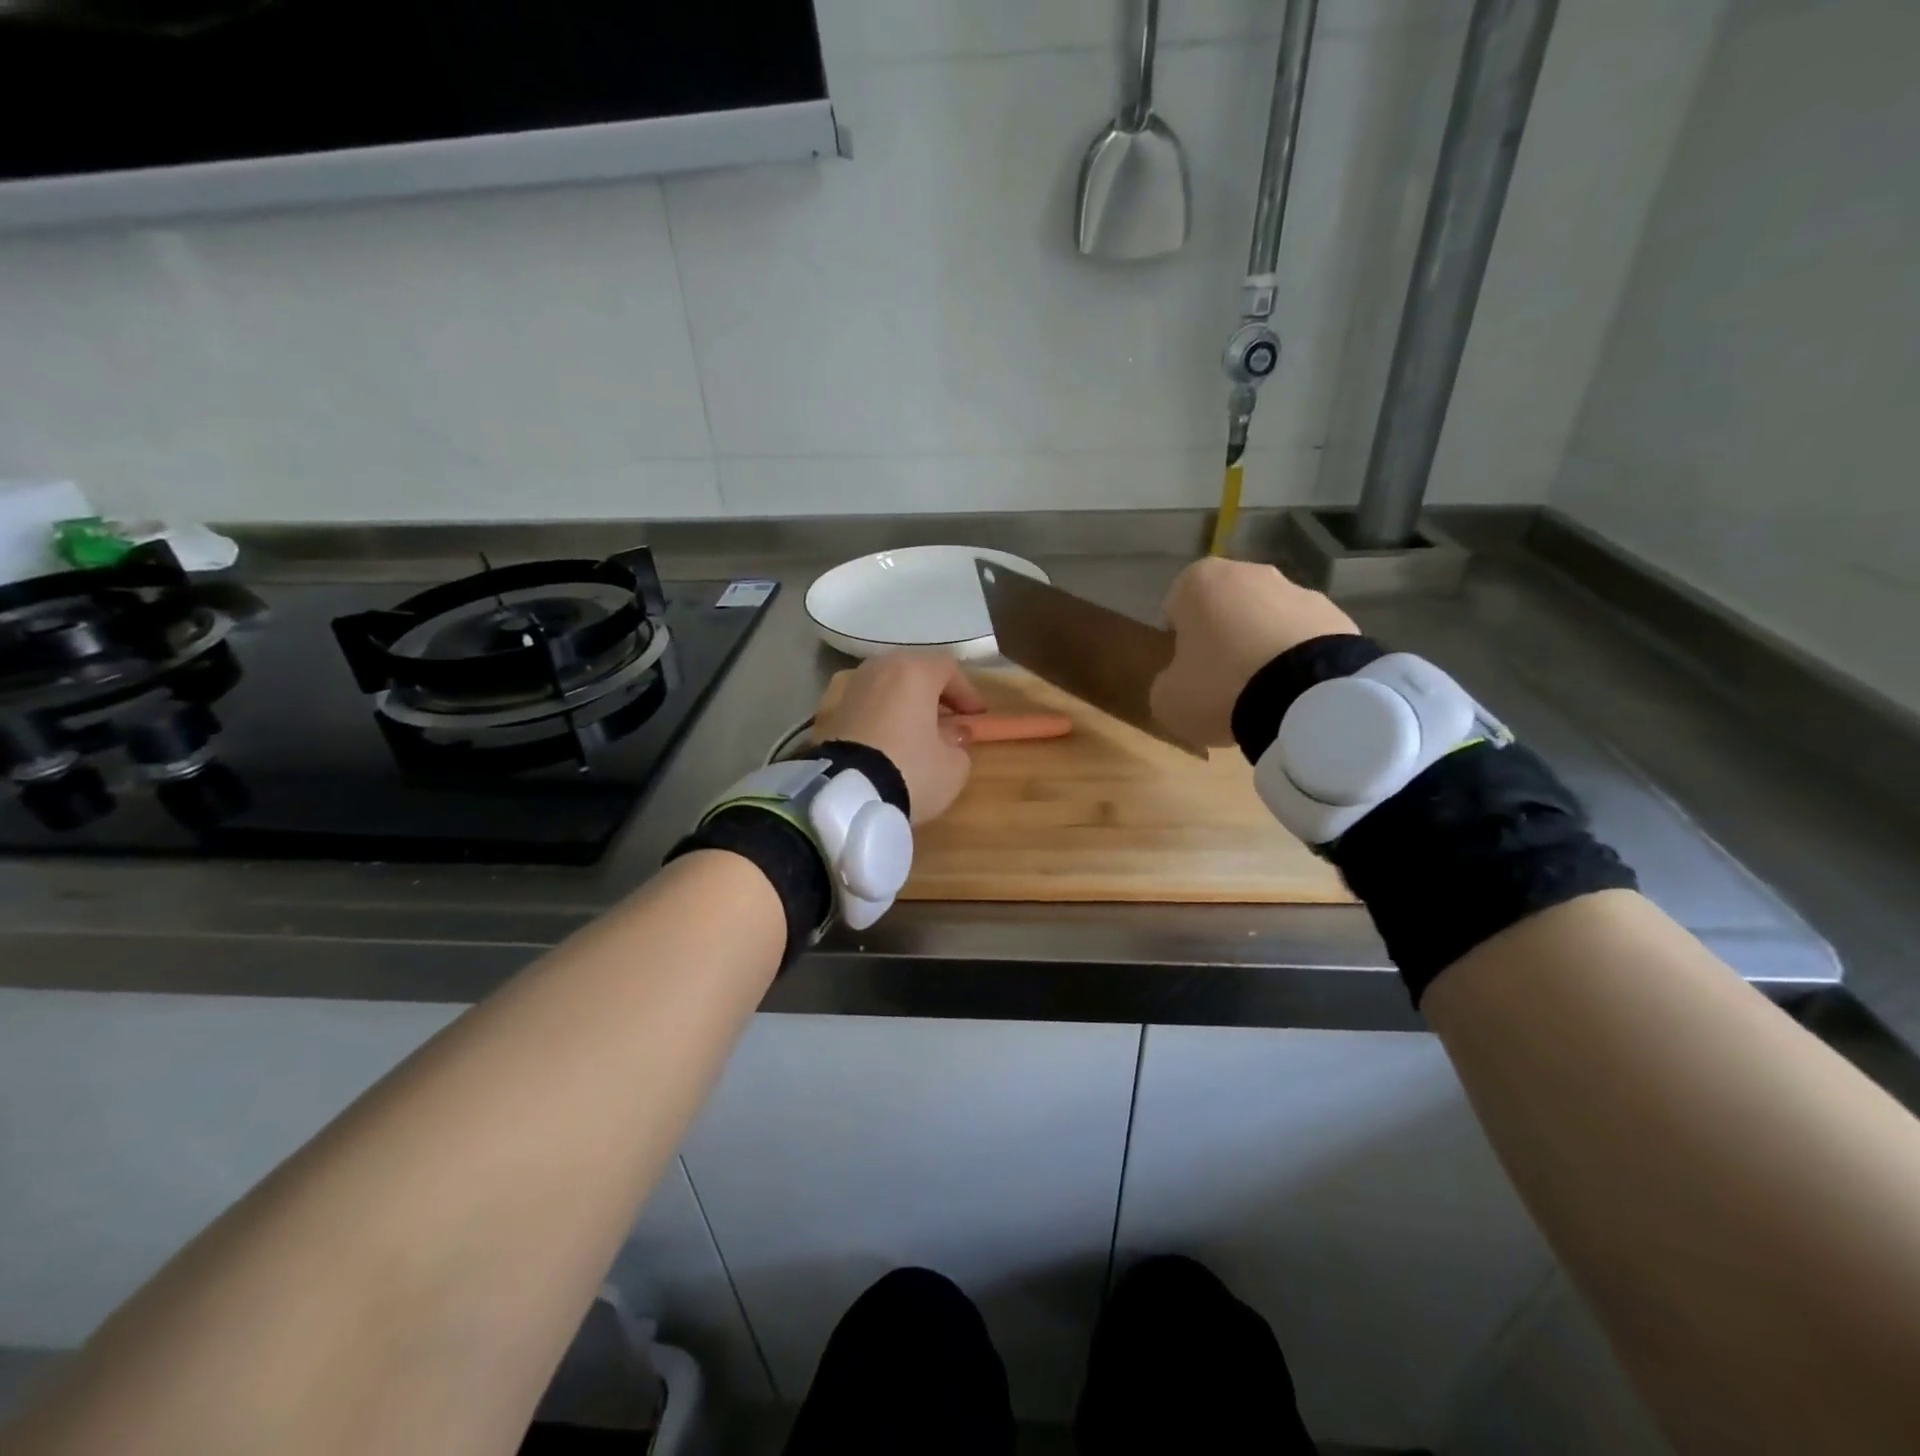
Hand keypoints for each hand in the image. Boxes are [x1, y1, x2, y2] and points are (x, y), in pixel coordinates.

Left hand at [814, 652, 987, 822]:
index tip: (977, 716)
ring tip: (917, 733)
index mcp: (913, 671)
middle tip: (949, 720)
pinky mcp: (830, 713)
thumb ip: (959, 745)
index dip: (967, 692)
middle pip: (914, 673)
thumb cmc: (910, 769)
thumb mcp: (952, 766)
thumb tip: (952, 737)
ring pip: (887, 688)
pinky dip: (882, 718)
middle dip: (934, 695)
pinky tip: (889, 743)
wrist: (845, 795)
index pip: (948, 669)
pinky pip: (867, 707)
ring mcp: (850, 688)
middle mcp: (879, 669)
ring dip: (905, 705)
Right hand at [1150, 557, 1357, 746]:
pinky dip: (1296, 657)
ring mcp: (1298, 590)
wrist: (1306, 697)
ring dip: (1261, 644)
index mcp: (1199, 581)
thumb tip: (1179, 681)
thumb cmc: (1220, 687)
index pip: (1176, 604)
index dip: (1177, 638)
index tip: (1185, 668)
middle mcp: (1249, 572)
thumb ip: (1166, 682)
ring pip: (1266, 618)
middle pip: (1224, 606)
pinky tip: (1294, 691)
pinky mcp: (1336, 614)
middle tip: (1221, 679)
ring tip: (1263, 691)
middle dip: (1222, 635)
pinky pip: (1303, 636)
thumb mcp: (1167, 699)